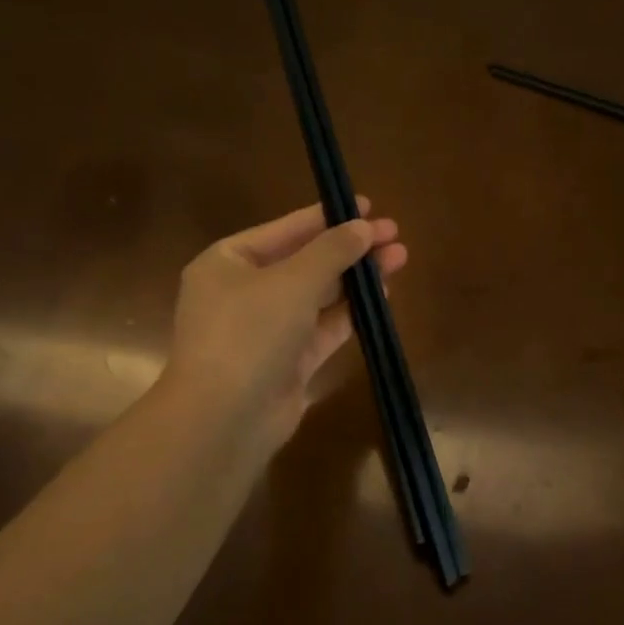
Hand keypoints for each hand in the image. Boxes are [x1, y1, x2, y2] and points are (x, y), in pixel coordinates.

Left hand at [164, 197, 407, 447]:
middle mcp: (243, 292)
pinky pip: (323, 327)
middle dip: (349, 248)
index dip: (327, 216)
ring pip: (318, 295)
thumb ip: (331, 251)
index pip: (285, 229)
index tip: (368, 206)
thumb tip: (363, 226)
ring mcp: (265, 330)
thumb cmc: (249, 333)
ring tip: (399, 258)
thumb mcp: (292, 281)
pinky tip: (382, 295)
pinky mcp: (287, 362)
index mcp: (227, 262)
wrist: (224, 418)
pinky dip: (350, 311)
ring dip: (355, 277)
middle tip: (394, 234)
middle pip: (304, 261)